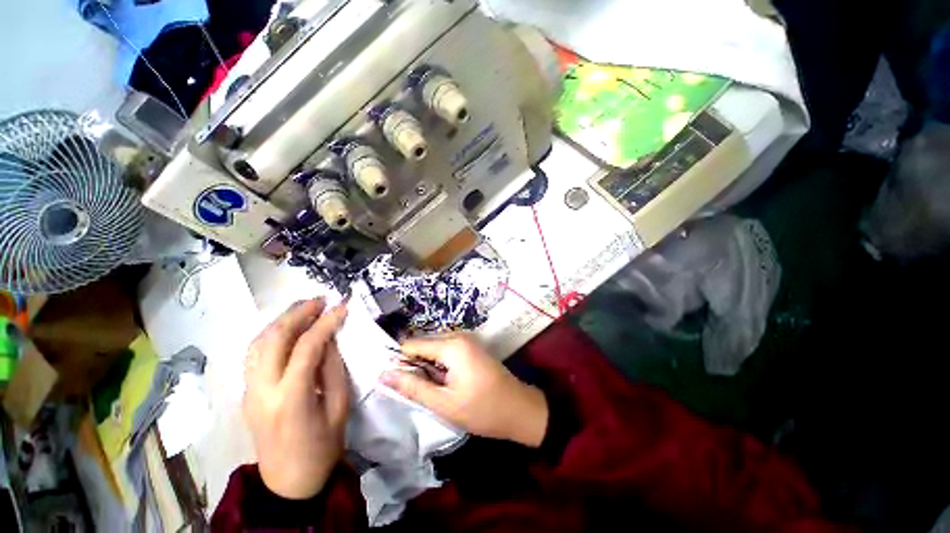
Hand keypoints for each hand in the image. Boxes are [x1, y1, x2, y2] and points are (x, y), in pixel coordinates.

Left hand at [243, 299, 349, 499]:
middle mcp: (262, 390)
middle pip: (274, 338)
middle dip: (297, 313)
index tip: (342, 306)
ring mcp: (248, 391)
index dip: (326, 322)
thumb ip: (333, 368)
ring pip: (257, 343)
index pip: (307, 347)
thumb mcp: (339, 407)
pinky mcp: (246, 393)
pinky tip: (287, 329)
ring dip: (281, 320)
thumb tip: (330, 338)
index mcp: (290, 397)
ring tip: (305, 308)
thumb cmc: (323, 447)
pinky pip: (254, 355)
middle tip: (320, 300)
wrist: (288, 483)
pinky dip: (271, 335)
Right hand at [380, 334, 547, 447]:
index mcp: (451, 345)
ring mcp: (466, 340)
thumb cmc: (483, 409)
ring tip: (433, 389)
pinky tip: (444, 383)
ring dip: (427, 367)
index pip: (412, 344)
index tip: (396, 383)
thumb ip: (413, 387)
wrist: (519, 409)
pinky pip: (445, 351)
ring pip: (433, 349)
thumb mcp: (444, 403)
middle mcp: (458, 335)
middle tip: (419, 391)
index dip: (400, 363)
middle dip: (415, 365)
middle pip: (423, 345)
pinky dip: (439, 366)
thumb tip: (383, 374)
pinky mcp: (470, 347)